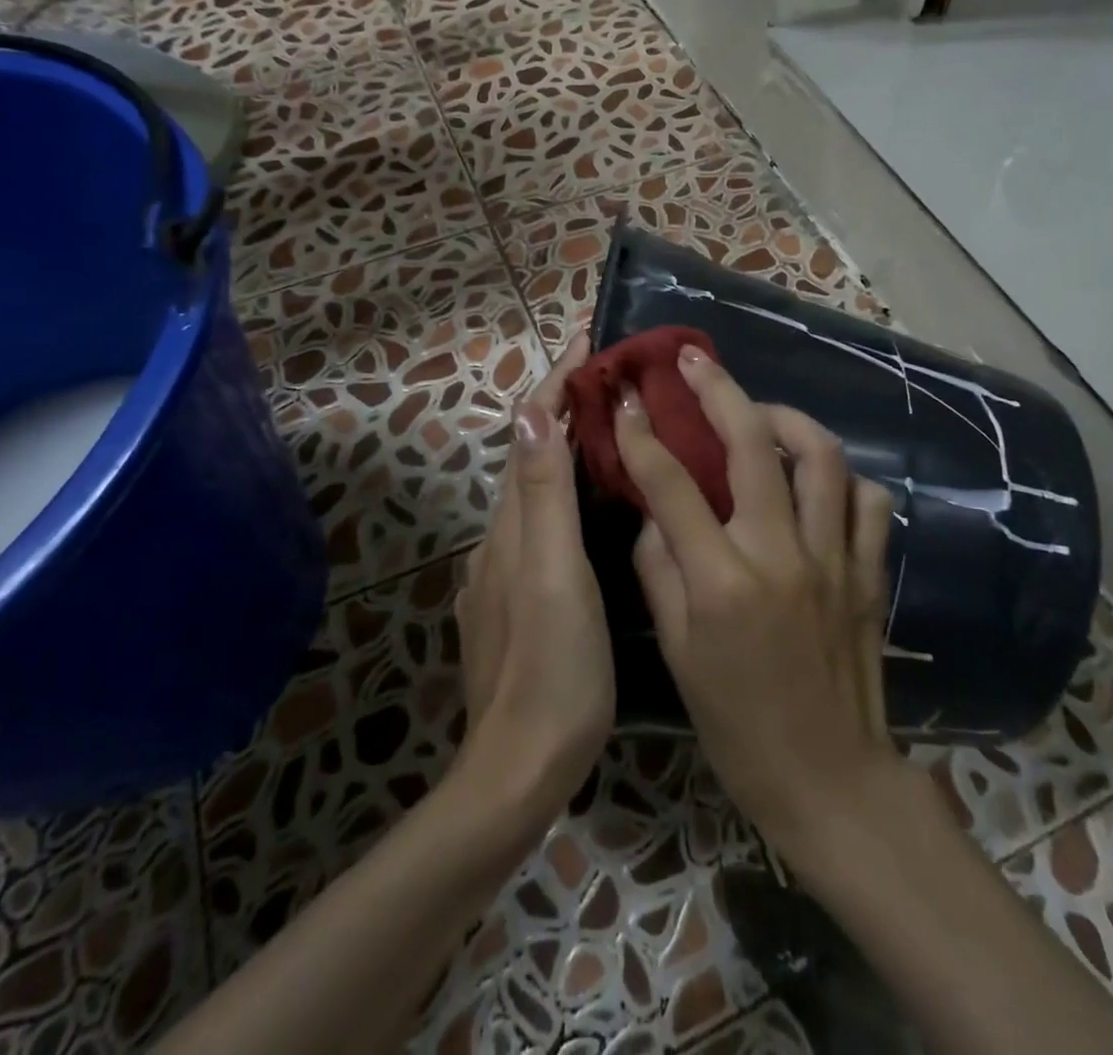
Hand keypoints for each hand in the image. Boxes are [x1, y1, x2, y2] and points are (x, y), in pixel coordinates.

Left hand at [454, 342, 612, 836]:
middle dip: (561, 407)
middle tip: (611, 378)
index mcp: (513, 527)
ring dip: (563, 447)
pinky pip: (540, 525)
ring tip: (609, 425)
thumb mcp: (554, 576)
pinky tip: (593, 504)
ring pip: (535, 490)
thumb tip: (532, 411)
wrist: (519, 769)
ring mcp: (504, 572)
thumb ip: (543, 497)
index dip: (555, 385)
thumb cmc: (552, 669)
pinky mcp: (515, 600)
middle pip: (530, 454)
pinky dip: (563, 492)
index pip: (530, 433)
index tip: (587, 343)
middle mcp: (501, 539)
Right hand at [612, 344, 898, 862]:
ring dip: (787, 418)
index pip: (672, 484)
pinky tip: (817, 478)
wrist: (829, 779)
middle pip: (753, 444)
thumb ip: (659, 570)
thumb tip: (654, 511)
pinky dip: (842, 476)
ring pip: (822, 456)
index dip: (642, 435)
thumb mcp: (677, 652)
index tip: (625, 399)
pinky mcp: (870, 572)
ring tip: (760, 413)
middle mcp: (781, 554)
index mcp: (722, 581)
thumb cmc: (737, 723)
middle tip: (694, 361)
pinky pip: (868, 500)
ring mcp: (834, 559)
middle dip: (718, 390)